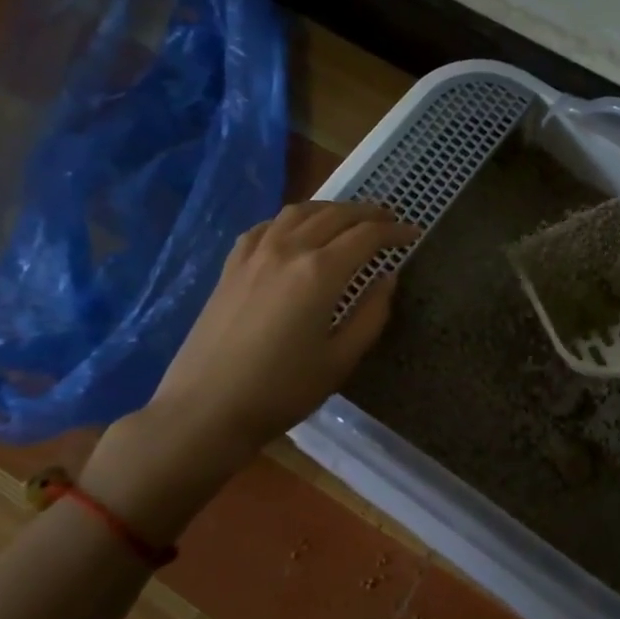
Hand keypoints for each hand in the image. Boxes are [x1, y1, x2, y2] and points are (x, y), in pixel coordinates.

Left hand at [83, 201, 415, 539]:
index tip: (414, 234)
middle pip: (336, 214)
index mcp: (320, 272)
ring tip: (348, 219)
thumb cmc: (281, 391)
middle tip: (389, 221)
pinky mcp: (231, 265)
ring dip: (331, 208)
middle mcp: (288, 249)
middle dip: (368, 213)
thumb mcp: (339, 360)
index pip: (367, 236)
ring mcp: (255, 253)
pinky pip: (266, 226)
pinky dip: (291, 220)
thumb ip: (371, 314)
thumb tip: (387, 278)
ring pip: (299, 211)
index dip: (395, 232)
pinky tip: (295, 232)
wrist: (204, 410)